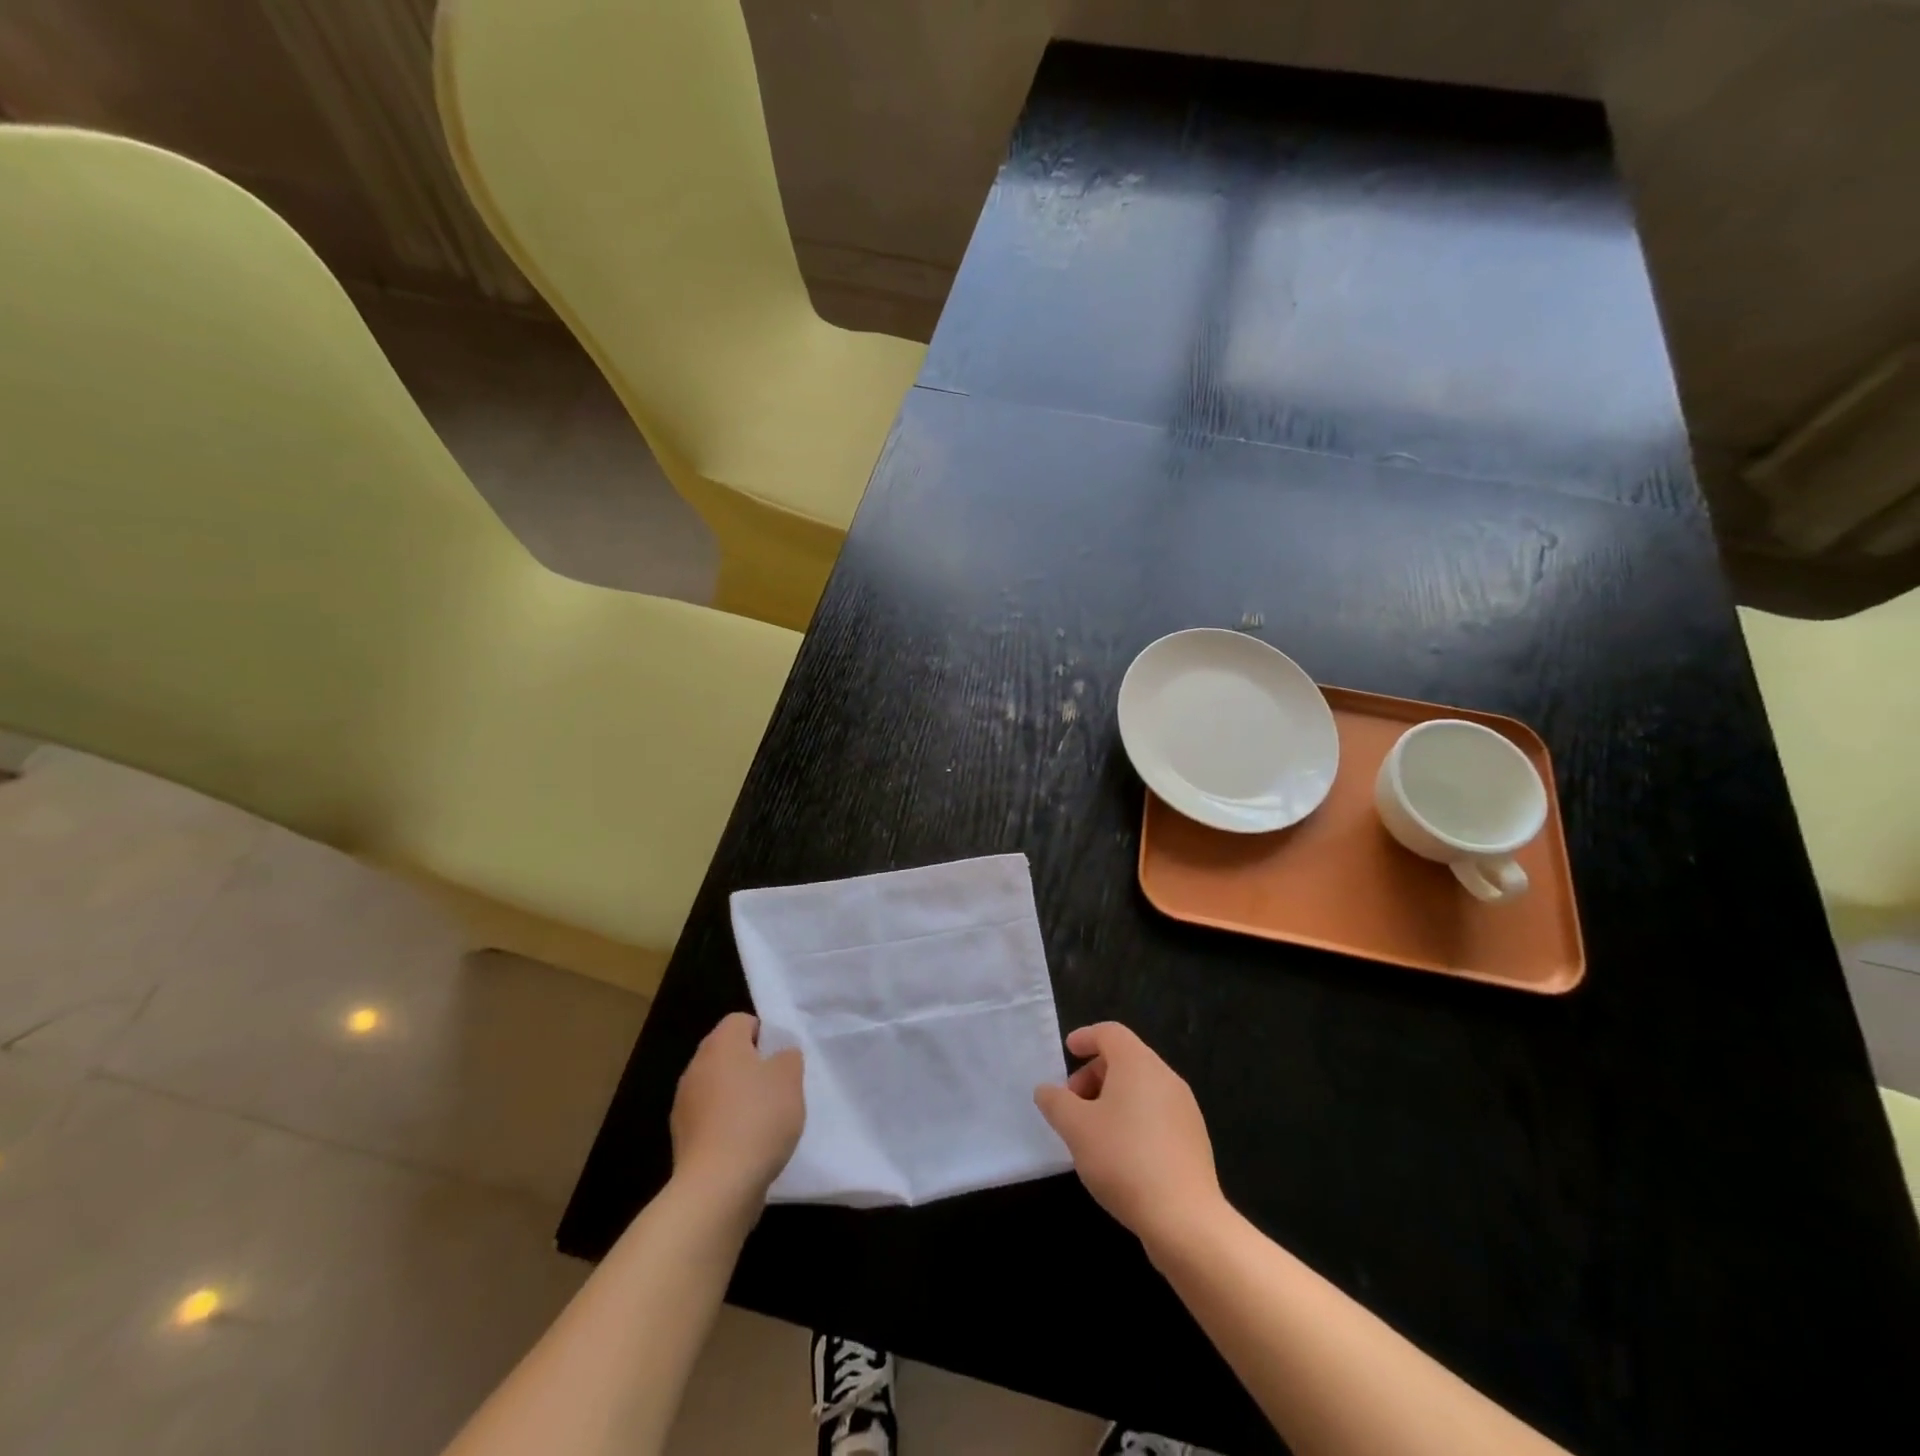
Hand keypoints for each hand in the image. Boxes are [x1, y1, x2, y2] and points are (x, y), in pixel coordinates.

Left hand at [670, 1012, 803, 1207]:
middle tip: (778, 1087)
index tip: (781, 1059)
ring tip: (765, 1120)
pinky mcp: (682, 1138)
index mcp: (720, 1044)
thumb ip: (788, 1057)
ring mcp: (684, 1104)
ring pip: (718, 1087)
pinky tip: (747, 1145)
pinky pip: (710, 1119)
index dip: (765, 1033)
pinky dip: (727, 1125)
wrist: (717, 1186)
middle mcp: (696, 1067)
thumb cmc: (758, 1119)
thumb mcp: (790, 1079)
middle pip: (727, 1054)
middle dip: (752, 1066)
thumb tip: (778, 1056)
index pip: (741, 1020)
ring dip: (738, 1097)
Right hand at [1034, 1022, 1224, 1252]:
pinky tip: (1119, 1154)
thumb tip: (1047, 1090)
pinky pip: (1156, 1114)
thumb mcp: (1076, 1128)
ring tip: (1092, 1132)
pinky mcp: (1193, 1140)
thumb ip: (1056, 1102)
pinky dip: (1133, 1119)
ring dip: (1112, 1098)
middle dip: (1094, 1074)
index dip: (1086, 1037)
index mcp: (1138, 1064)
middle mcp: (1166, 1077)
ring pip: (1141, 1088)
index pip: (1110, 1033)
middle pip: (1126, 1059)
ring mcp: (1184, 1109)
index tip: (1068, 1051)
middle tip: (1072, 1103)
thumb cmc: (1124, 1159)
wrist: (1185, 1219)